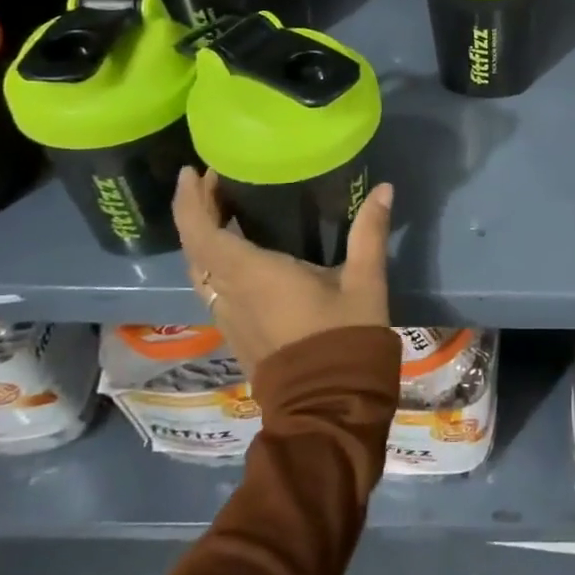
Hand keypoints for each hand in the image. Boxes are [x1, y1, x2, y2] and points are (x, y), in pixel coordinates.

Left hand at [171, 167, 393, 374]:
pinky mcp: (235, 332)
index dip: (190, 199)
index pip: (201, 232)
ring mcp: (228, 317)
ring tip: (225, 209)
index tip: (194, 170)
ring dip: (204, 237)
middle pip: (195, 247)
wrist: (328, 404)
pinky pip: (212, 287)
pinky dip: (214, 260)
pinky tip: (240, 252)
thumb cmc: (343, 336)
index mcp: (253, 274)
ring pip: (200, 270)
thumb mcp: (365, 281)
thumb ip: (369, 232)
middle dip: (198, 210)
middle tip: (217, 180)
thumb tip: (384, 189)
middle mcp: (229, 293)